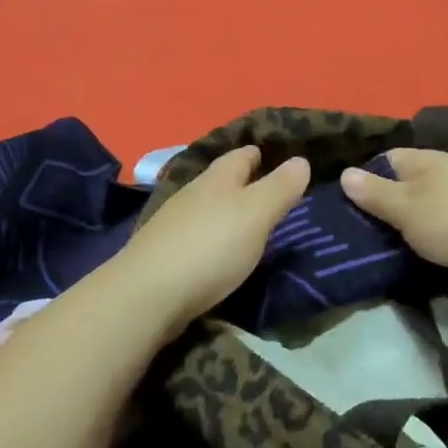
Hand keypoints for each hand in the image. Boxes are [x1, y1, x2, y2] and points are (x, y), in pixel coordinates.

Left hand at [114, 146, 310, 333]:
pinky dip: (211, 237)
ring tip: (248, 221)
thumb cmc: (209, 247)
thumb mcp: (255, 214)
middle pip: (220, 181)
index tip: (276, 156)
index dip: (258, 153)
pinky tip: (218, 250)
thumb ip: (278, 188)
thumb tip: (300, 160)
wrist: (147, 295)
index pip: (240, 156)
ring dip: (225, 210)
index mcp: (216, 180)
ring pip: (205, 208)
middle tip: (270, 190)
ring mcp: (172, 225)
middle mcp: (192, 195)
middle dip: (242, 182)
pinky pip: (194, 236)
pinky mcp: (163, 255)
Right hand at [339, 148, 447, 291]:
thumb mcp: (404, 206)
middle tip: (357, 231)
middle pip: (405, 186)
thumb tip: (345, 173)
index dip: (365, 177)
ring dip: (406, 228)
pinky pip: (441, 231)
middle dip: (384, 206)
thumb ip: (374, 193)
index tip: (346, 203)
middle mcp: (446, 175)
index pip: (387, 159)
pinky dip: (427, 242)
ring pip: (423, 211)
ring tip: (380, 248)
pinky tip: (414, 258)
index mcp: (428, 160)